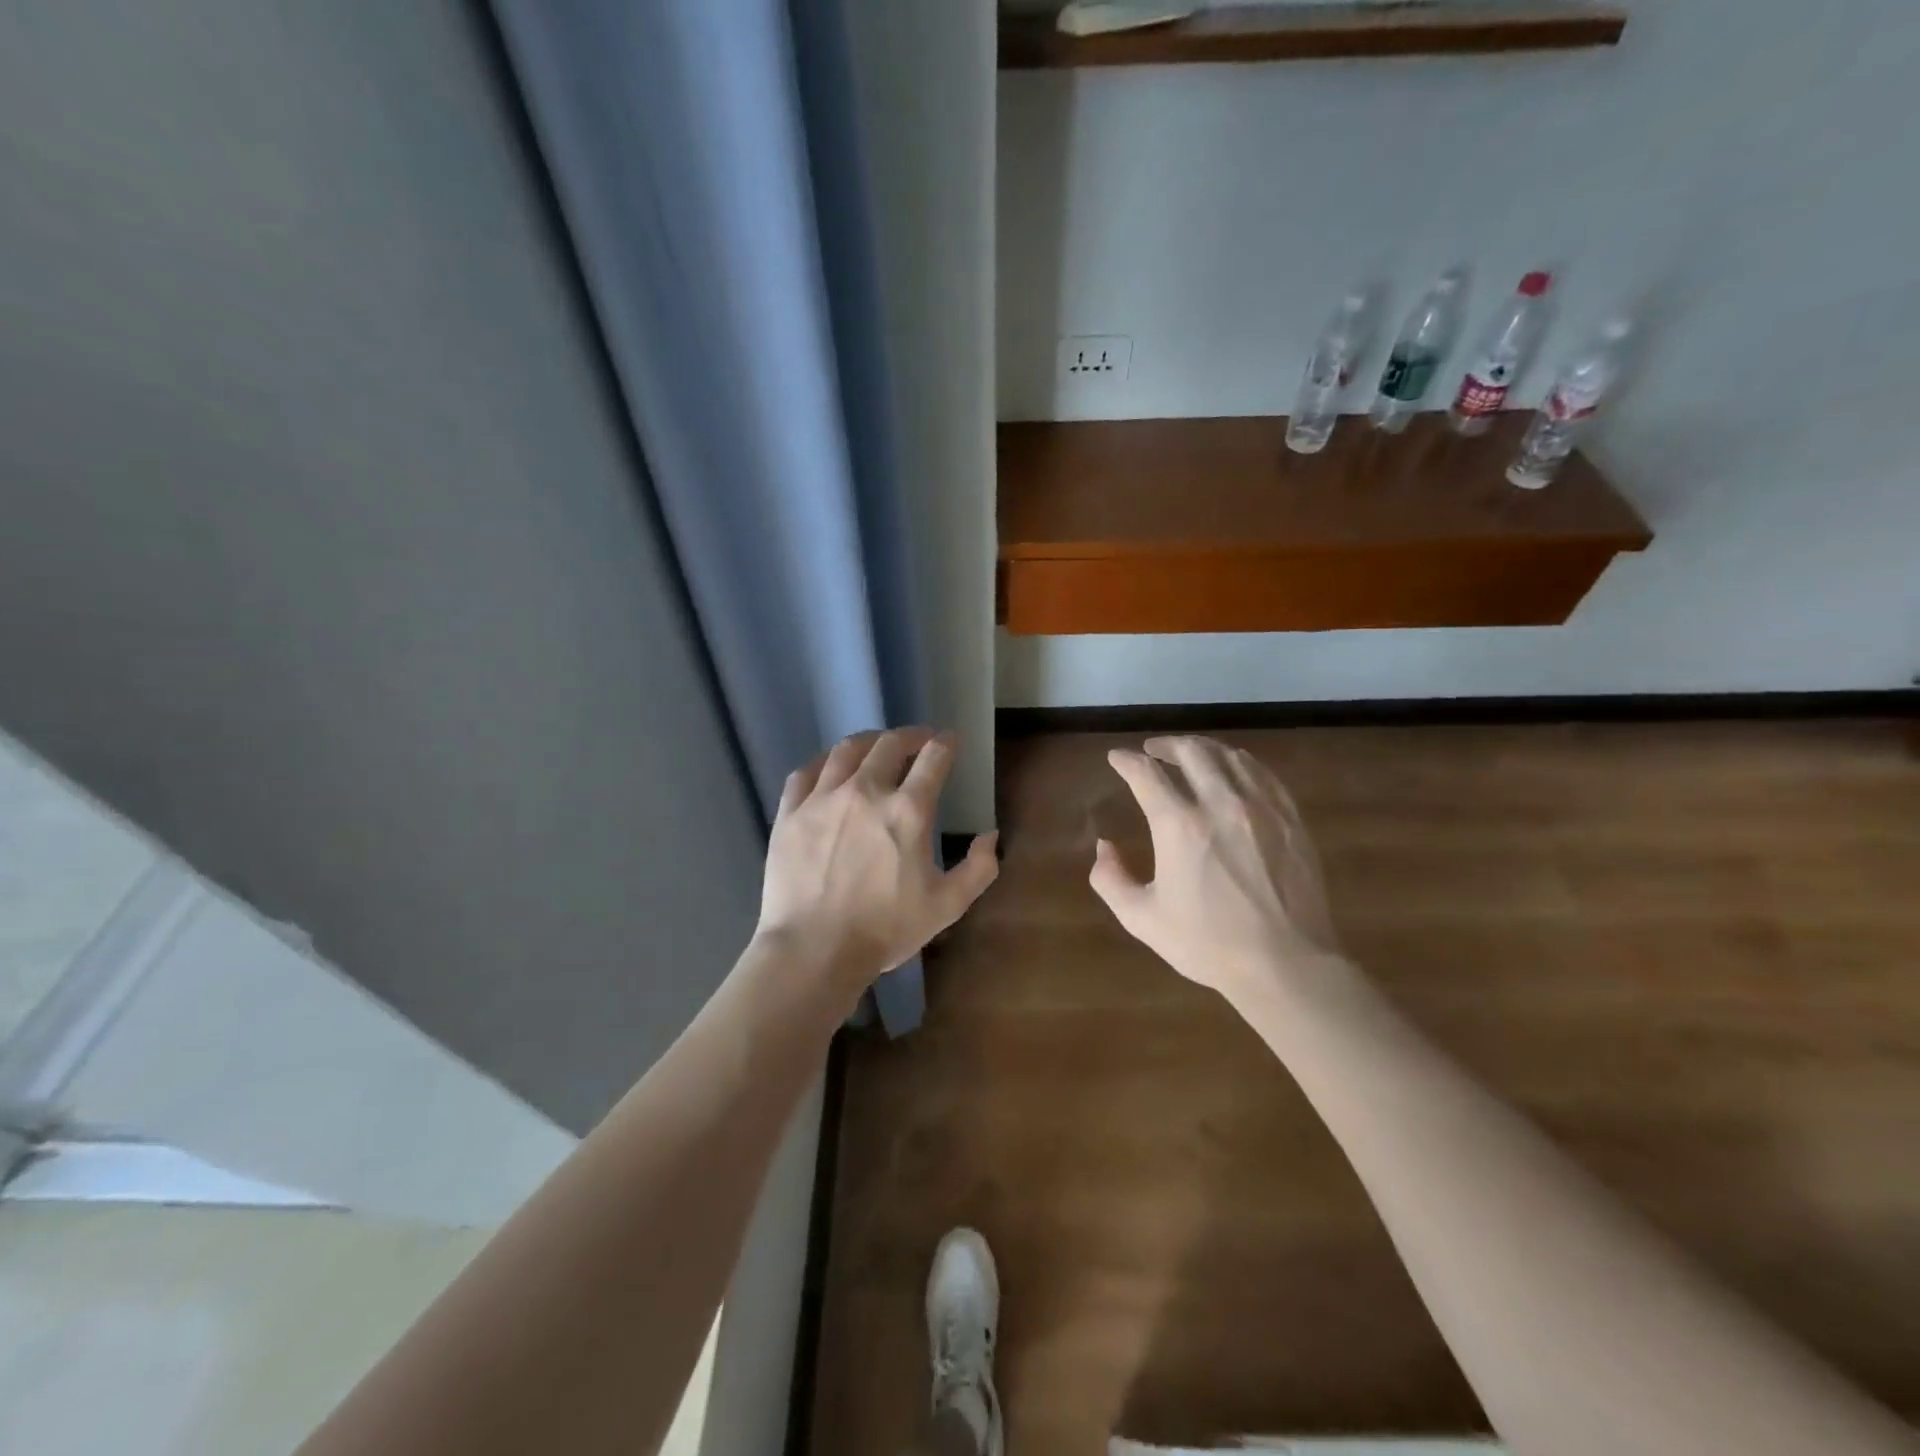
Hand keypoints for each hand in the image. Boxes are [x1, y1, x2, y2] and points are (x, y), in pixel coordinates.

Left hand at [756, 728, 998, 997]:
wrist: (814, 949)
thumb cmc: (885, 929)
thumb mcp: (947, 906)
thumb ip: (979, 868)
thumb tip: (990, 835)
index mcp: (908, 810)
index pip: (933, 758)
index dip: (945, 744)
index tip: (949, 742)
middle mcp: (865, 791)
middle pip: (890, 744)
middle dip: (910, 736)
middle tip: (918, 742)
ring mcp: (823, 798)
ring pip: (847, 749)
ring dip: (869, 742)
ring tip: (876, 748)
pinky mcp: (790, 812)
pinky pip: (806, 771)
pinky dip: (824, 762)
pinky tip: (830, 768)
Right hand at [1090, 736, 1342, 1007]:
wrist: (1286, 965)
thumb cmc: (1208, 944)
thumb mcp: (1142, 918)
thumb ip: (1110, 879)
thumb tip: (1104, 847)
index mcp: (1179, 825)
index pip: (1145, 774)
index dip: (1125, 761)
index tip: (1116, 758)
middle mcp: (1220, 803)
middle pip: (1191, 751)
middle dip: (1166, 745)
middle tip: (1153, 750)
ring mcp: (1261, 808)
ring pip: (1230, 756)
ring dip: (1203, 749)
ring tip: (1191, 755)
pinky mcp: (1290, 819)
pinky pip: (1263, 774)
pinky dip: (1241, 763)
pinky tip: (1234, 770)